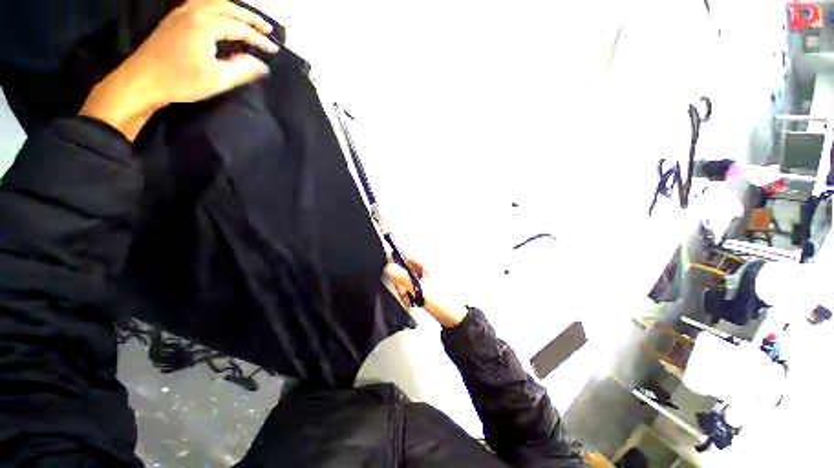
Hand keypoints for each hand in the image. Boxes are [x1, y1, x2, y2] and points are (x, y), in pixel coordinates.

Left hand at [80, 0, 278, 139]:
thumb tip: (262, 66)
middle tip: (266, 28)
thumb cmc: (181, 80)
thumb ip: (243, 69)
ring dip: (233, 9)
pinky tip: (219, 16)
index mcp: (205, 24)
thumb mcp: (218, 79)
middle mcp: (194, 12)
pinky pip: (199, 5)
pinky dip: (215, 8)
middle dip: (250, 17)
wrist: (142, 80)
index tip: (274, 49)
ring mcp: (181, 13)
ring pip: (212, 2)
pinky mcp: (173, 20)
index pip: (240, 27)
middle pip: (227, 7)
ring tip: (246, 19)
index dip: (259, 38)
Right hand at [384, 258, 467, 327]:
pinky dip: (409, 293)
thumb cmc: (442, 302)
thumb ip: (403, 278)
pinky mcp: (426, 289)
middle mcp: (427, 270)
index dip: (398, 263)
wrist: (452, 318)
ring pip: (408, 280)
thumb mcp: (419, 289)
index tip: (392, 272)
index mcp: (428, 265)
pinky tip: (411, 301)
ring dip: (404, 289)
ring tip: (408, 298)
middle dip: (401, 281)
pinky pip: (413, 287)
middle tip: (403, 290)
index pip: (408, 257)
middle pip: (407, 269)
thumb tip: (389, 267)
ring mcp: (427, 280)